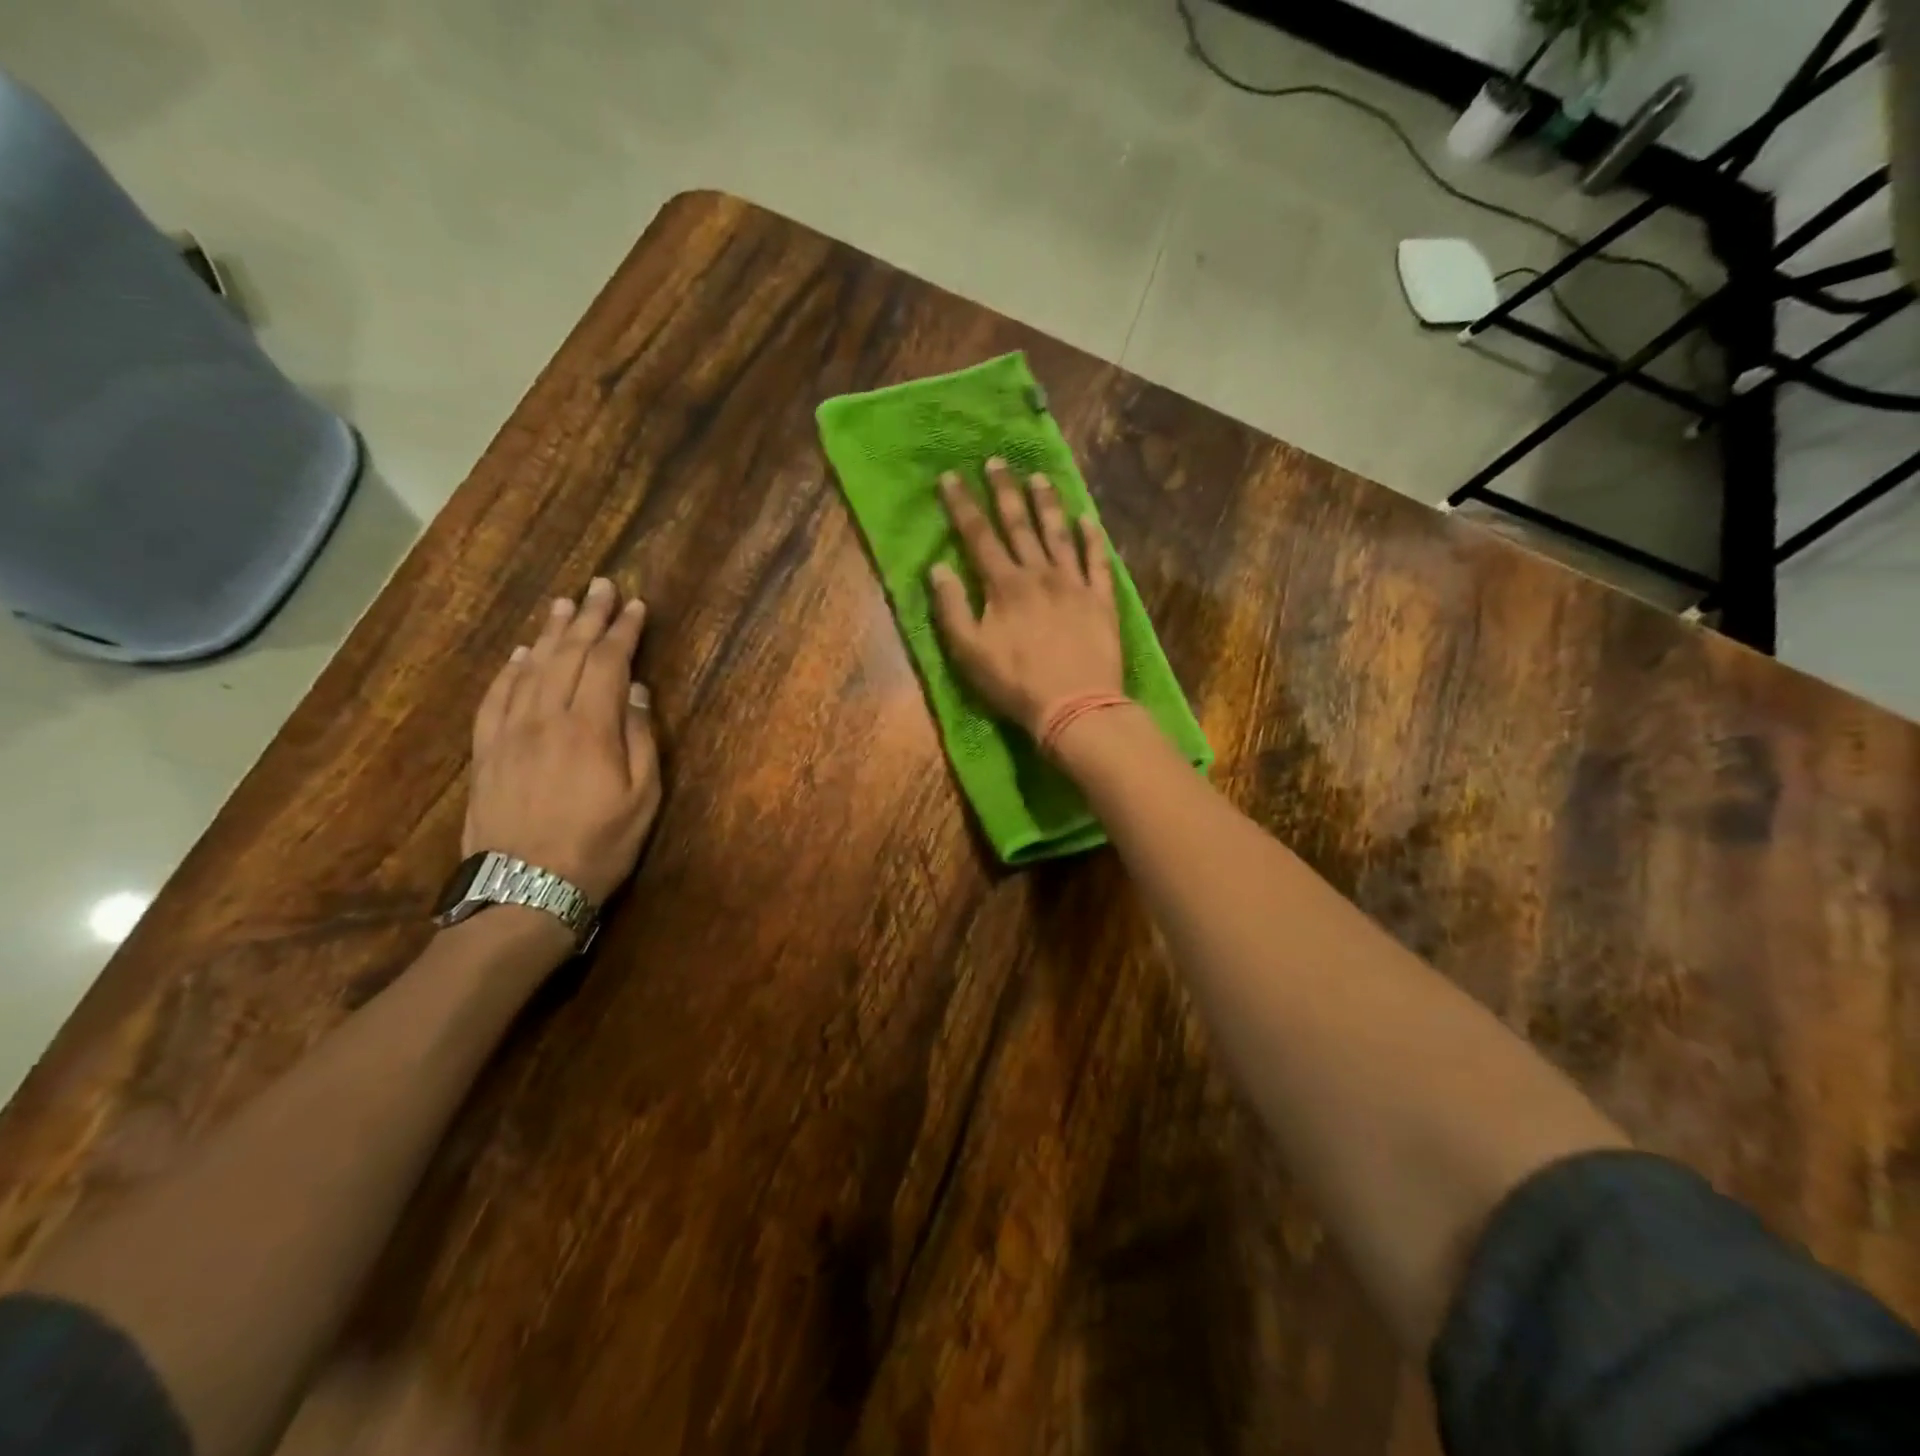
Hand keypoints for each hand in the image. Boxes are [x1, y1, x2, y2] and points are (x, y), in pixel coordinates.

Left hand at [464, 577, 661, 904]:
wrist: (524, 890)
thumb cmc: (599, 846)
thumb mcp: (642, 798)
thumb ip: (641, 739)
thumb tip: (637, 692)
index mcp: (590, 728)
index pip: (608, 663)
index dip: (623, 631)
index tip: (636, 606)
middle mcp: (546, 718)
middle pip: (568, 655)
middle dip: (589, 618)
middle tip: (600, 586)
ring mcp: (510, 733)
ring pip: (531, 668)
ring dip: (550, 633)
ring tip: (565, 606)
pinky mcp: (486, 752)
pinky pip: (496, 697)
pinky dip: (510, 670)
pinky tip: (521, 654)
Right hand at [929, 458, 1123, 738]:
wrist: (1075, 706)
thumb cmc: (1015, 683)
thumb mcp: (969, 652)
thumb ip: (952, 608)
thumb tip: (937, 568)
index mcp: (1004, 585)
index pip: (978, 535)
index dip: (962, 505)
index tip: (951, 477)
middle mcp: (1039, 573)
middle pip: (1019, 524)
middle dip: (1004, 491)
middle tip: (997, 461)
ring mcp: (1074, 584)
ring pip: (1059, 534)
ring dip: (1047, 504)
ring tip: (1039, 478)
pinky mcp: (1101, 599)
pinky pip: (1097, 560)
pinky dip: (1092, 538)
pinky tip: (1087, 519)